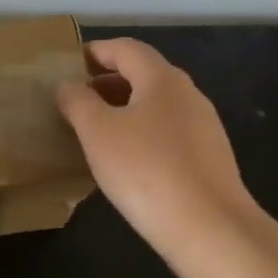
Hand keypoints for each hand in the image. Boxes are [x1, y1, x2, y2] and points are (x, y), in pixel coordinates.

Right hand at [55, 38, 256, 255]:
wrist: (209, 228)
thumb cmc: (145, 169)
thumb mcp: (97, 132)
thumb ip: (77, 101)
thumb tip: (68, 85)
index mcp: (162, 79)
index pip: (126, 49)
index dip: (96, 51)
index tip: (68, 63)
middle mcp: (188, 95)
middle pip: (143, 74)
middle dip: (107, 82)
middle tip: (76, 99)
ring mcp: (203, 127)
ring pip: (156, 105)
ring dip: (124, 109)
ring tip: (94, 131)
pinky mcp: (209, 158)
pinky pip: (167, 132)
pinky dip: (141, 133)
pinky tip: (125, 161)